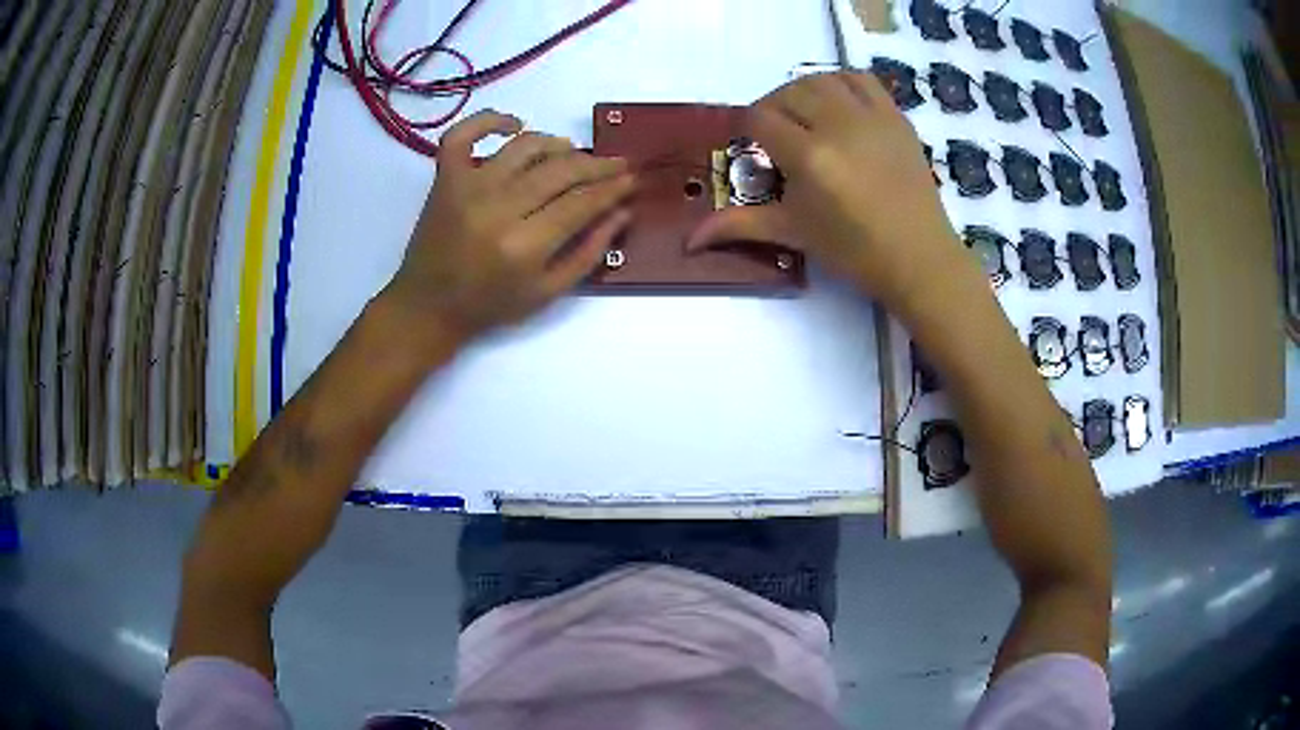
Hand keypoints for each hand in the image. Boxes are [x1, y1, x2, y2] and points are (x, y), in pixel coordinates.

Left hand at [381, 110, 634, 348]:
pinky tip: (515, 125)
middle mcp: (497, 208)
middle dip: (597, 165)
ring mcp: (468, 187)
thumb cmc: (490, 305)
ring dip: (557, 144)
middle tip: (617, 163)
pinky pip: (464, 133)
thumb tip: (622, 212)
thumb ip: (589, 253)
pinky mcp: (445, 177)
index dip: (612, 188)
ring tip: (572, 153)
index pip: (581, 203)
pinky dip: (489, 120)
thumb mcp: (547, 293)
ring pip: (524, 146)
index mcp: (524, 245)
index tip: (631, 179)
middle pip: (559, 170)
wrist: (428, 306)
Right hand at [688, 72, 975, 309]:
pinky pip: (863, 80)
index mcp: (809, 156)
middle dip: (774, 108)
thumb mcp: (794, 234)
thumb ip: (740, 225)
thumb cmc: (853, 251)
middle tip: (777, 134)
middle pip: (789, 92)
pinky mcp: (896, 117)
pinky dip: (843, 82)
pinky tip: (838, 104)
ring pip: (823, 79)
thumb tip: (689, 239)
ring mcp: (872, 117)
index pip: (760, 118)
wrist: (918, 258)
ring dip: (805, 90)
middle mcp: (838, 126)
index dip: (747, 128)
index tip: (751, 146)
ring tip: (805, 115)